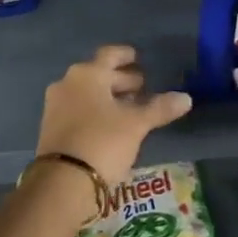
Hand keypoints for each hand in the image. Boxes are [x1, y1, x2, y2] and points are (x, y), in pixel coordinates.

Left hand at [35, 45, 191, 186]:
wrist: (63, 181)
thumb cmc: (103, 141)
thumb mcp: (136, 124)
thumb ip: (160, 108)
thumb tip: (186, 98)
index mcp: (87, 74)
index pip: (109, 55)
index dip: (125, 55)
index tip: (138, 57)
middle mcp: (67, 83)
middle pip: (98, 74)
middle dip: (120, 80)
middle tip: (142, 87)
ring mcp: (55, 105)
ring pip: (87, 93)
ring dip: (109, 97)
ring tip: (131, 108)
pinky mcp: (51, 127)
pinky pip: (78, 109)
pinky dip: (95, 111)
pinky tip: (111, 125)